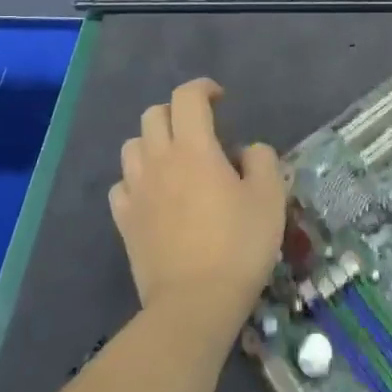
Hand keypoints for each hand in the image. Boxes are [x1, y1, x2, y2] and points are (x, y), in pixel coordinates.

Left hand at [109, 78, 284, 328]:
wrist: (195, 303)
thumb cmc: (239, 245)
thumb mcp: (270, 198)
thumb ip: (262, 160)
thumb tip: (248, 151)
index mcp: (194, 148)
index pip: (187, 97)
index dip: (203, 89)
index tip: (220, 99)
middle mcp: (158, 160)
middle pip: (154, 115)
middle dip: (176, 112)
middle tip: (200, 129)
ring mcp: (136, 191)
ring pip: (132, 146)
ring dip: (153, 142)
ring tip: (175, 160)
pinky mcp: (124, 220)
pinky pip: (121, 185)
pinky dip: (136, 179)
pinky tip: (154, 194)